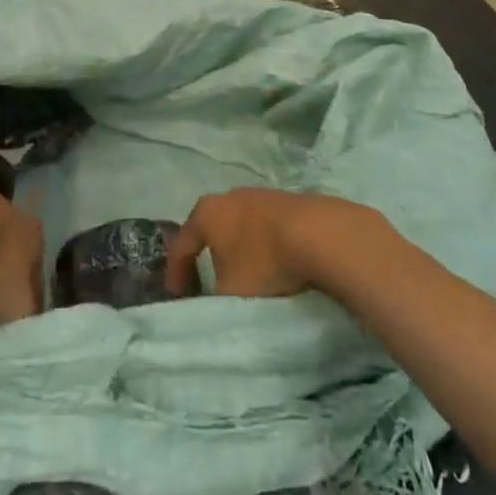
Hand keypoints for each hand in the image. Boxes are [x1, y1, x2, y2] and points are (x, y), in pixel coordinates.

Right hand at [165, 189, 386, 299]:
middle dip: (208, 256)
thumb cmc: (264, 262)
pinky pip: (266, 226)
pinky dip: (264, 244)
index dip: (176, 273)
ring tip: (245, 274)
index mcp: (206, 213)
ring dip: (239, 249)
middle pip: (210, 230)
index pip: (181, 245)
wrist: (320, 234)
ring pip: (240, 225)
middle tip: (207, 281)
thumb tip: (213, 300)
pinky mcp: (288, 199)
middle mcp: (228, 196)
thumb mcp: (229, 293)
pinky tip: (274, 261)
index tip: (178, 297)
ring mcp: (260, 194)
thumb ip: (213, 298)